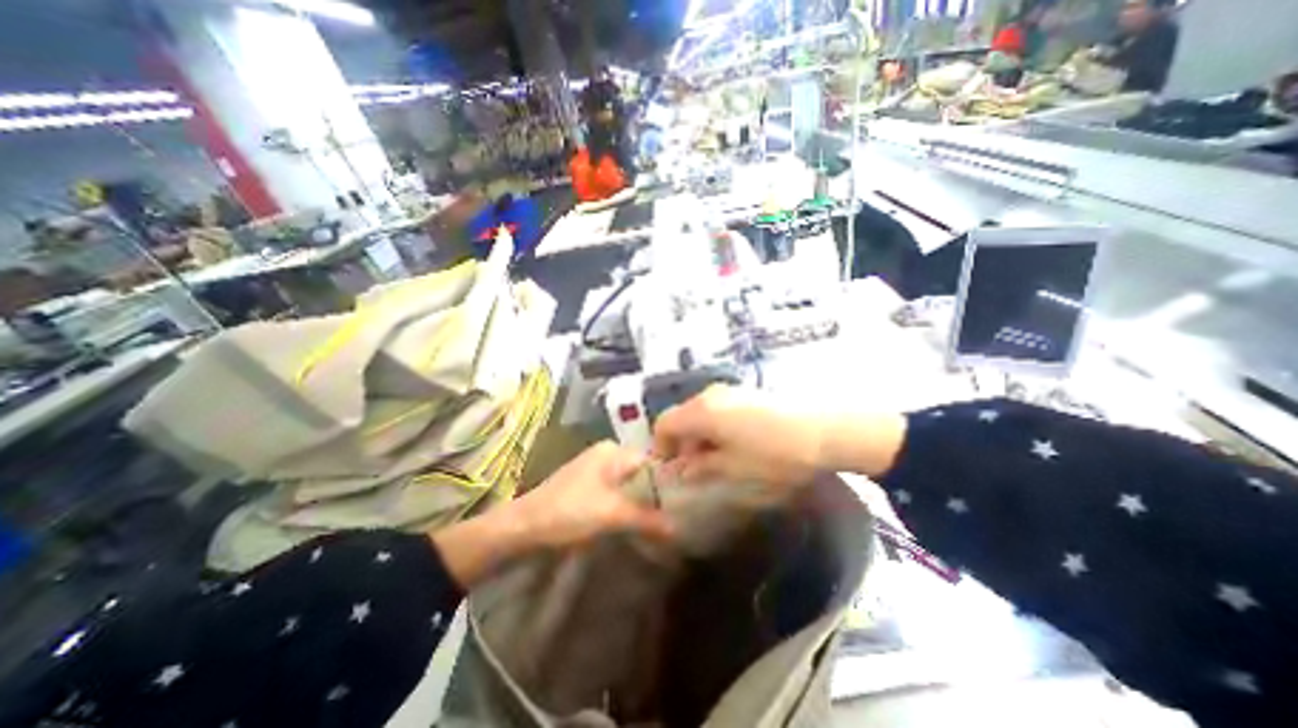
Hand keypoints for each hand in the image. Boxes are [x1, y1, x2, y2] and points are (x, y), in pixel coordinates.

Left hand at [434, 440, 668, 588]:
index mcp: (613, 450)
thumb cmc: (569, 511)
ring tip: (662, 521)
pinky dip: (628, 505)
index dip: (669, 481)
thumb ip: (647, 519)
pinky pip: (617, 492)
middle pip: (642, 472)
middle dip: (657, 494)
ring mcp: (596, 469)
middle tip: (677, 515)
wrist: (523, 527)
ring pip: (630, 483)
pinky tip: (637, 521)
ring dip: (643, 502)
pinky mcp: (588, 486)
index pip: (652, 460)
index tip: (687, 501)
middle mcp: (607, 454)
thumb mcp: (612, 514)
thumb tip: (678, 529)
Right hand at [656, 386, 824, 489]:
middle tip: (692, 468)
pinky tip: (734, 444)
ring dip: (699, 435)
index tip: (669, 469)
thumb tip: (681, 469)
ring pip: (700, 412)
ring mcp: (730, 391)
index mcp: (701, 411)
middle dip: (681, 442)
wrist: (824, 430)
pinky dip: (715, 426)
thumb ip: (701, 467)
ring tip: (715, 459)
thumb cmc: (773, 454)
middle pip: (682, 416)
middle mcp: (710, 395)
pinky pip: (718, 408)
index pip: (664, 424)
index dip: (661, 447)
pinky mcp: (747, 392)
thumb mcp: (733, 467)